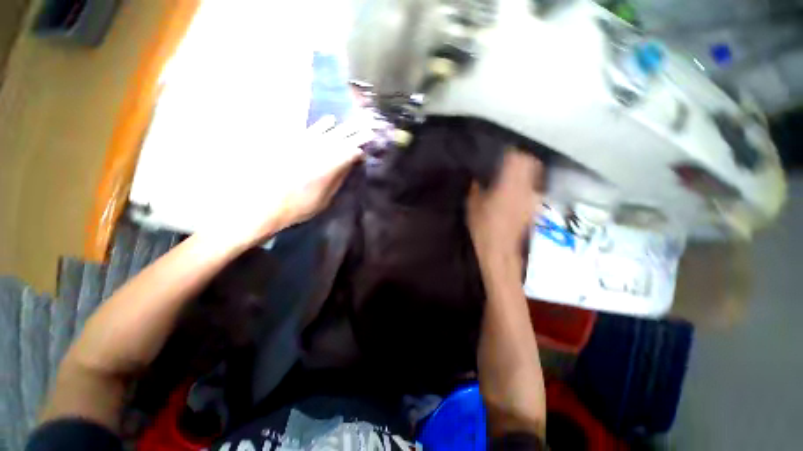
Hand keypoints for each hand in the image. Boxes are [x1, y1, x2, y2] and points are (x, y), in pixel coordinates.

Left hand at [203, 115, 373, 248]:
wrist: (265, 204)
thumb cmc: (300, 206)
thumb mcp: (325, 199)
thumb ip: (338, 180)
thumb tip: (349, 166)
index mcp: (329, 167)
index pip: (350, 154)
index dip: (360, 151)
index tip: (367, 151)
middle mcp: (319, 152)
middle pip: (343, 139)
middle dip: (357, 133)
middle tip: (370, 127)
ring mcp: (305, 145)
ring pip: (330, 132)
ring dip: (344, 127)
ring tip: (356, 122)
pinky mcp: (292, 143)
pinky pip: (311, 130)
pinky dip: (322, 125)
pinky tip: (330, 120)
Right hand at [466, 150, 542, 257]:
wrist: (500, 251)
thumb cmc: (483, 228)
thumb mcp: (472, 205)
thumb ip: (476, 187)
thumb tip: (478, 177)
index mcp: (510, 185)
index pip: (517, 158)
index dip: (510, 152)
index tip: (501, 152)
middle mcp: (526, 189)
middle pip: (532, 163)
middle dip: (522, 158)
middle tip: (508, 160)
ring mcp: (533, 199)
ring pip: (534, 176)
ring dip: (525, 172)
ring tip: (511, 175)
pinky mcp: (534, 209)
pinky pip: (533, 189)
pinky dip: (526, 185)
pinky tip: (514, 192)